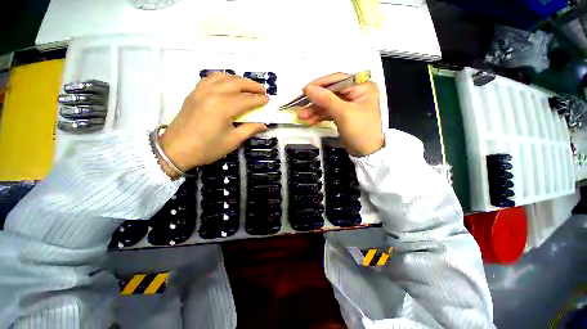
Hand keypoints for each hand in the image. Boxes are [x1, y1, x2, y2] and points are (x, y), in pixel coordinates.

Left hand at [159, 73, 268, 177]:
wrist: (176, 150)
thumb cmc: (207, 148)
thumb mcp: (232, 141)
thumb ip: (249, 129)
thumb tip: (263, 124)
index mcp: (223, 107)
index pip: (246, 100)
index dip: (259, 100)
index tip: (269, 100)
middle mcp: (212, 94)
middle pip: (236, 83)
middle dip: (252, 86)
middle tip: (263, 90)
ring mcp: (201, 91)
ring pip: (223, 77)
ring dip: (238, 79)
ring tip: (248, 86)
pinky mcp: (194, 93)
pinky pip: (210, 78)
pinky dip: (222, 78)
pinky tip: (227, 83)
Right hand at [297, 73, 383, 156]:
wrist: (366, 152)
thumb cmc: (360, 131)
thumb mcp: (344, 113)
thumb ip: (326, 99)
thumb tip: (309, 89)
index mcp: (362, 87)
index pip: (337, 80)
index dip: (319, 85)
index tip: (304, 91)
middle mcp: (355, 92)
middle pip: (330, 93)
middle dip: (315, 101)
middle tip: (300, 107)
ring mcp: (348, 104)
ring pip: (327, 104)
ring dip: (314, 110)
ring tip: (302, 117)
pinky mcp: (343, 115)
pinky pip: (328, 112)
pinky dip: (319, 116)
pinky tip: (309, 121)